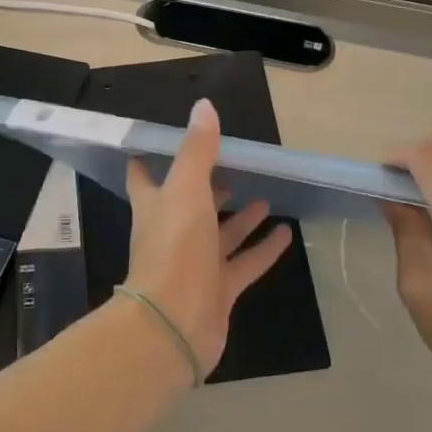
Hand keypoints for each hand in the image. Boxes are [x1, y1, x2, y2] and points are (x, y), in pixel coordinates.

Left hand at [122, 98, 291, 375]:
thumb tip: (203, 106)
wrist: (173, 325)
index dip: (151, 160)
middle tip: (233, 166)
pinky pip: (245, 263)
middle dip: (209, 186)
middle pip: (190, 204)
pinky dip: (264, 249)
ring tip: (266, 195)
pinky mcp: (219, 290)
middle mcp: (173, 233)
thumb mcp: (186, 191)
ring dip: (241, 217)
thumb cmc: (174, 249)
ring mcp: (196, 264)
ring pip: (221, 234)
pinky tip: (286, 233)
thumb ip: (197, 151)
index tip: (162, 143)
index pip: (145, 177)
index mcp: (155, 207)